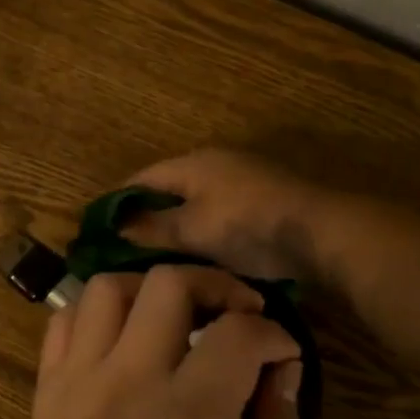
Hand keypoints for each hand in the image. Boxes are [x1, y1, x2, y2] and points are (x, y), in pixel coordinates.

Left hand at [30, 264, 302, 418]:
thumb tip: (283, 369)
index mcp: (192, 411)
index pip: (238, 332)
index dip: (272, 333)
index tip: (280, 351)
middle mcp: (132, 377)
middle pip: (169, 283)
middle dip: (214, 283)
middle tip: (233, 309)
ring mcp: (82, 377)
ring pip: (108, 287)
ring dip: (149, 288)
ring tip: (172, 312)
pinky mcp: (50, 385)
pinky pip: (64, 319)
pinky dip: (97, 312)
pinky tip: (121, 332)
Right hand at [126, 149, 332, 280]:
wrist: (319, 231)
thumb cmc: (247, 225)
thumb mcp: (193, 231)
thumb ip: (154, 228)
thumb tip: (118, 229)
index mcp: (194, 163)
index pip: (143, 178)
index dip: (119, 201)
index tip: (100, 229)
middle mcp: (216, 163)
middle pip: (170, 188)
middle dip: (149, 214)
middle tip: (127, 247)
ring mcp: (243, 180)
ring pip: (196, 202)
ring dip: (178, 224)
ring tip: (159, 256)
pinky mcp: (263, 201)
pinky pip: (219, 213)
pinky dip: (204, 230)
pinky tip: (199, 255)